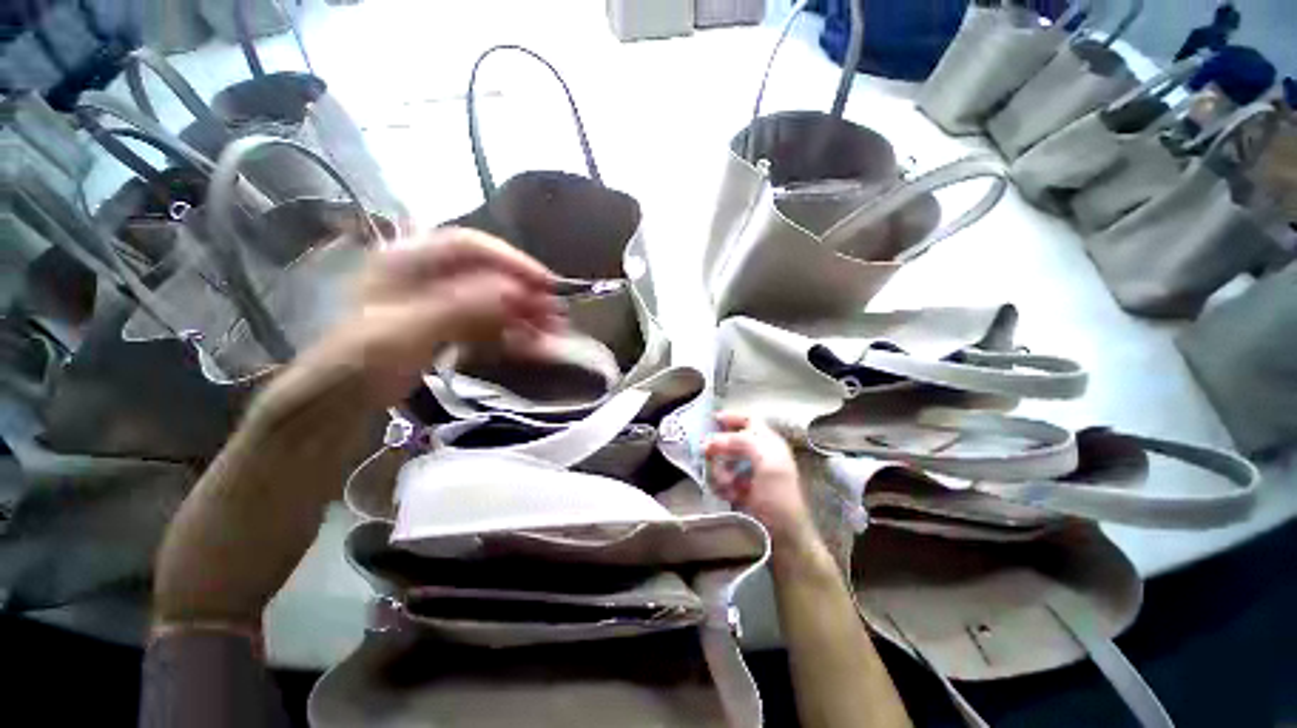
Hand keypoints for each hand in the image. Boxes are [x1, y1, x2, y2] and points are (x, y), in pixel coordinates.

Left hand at [266, 227, 564, 408]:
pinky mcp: (451, 326)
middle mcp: (429, 275)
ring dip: (526, 315)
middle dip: (525, 293)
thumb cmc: (358, 363)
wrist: (338, 403)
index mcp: (408, 260)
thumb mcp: (405, 332)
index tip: (546, 284)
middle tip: (556, 315)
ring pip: (494, 299)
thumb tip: (515, 293)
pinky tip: (532, 346)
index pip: (470, 246)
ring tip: (553, 334)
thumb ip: (460, 309)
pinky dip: (513, 333)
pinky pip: (491, 323)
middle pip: (489, 273)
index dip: (511, 261)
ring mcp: (442, 301)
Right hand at [704, 412, 815, 546]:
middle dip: (720, 448)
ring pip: (725, 461)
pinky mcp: (743, 491)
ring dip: (720, 470)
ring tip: (724, 484)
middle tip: (707, 454)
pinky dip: (721, 485)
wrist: (783, 538)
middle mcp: (761, 455)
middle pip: (732, 441)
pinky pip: (724, 480)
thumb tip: (713, 439)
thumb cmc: (779, 498)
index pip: (750, 420)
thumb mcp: (768, 463)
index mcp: (770, 443)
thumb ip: (744, 442)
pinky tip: (726, 494)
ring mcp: (751, 473)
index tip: (711, 420)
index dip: (732, 417)